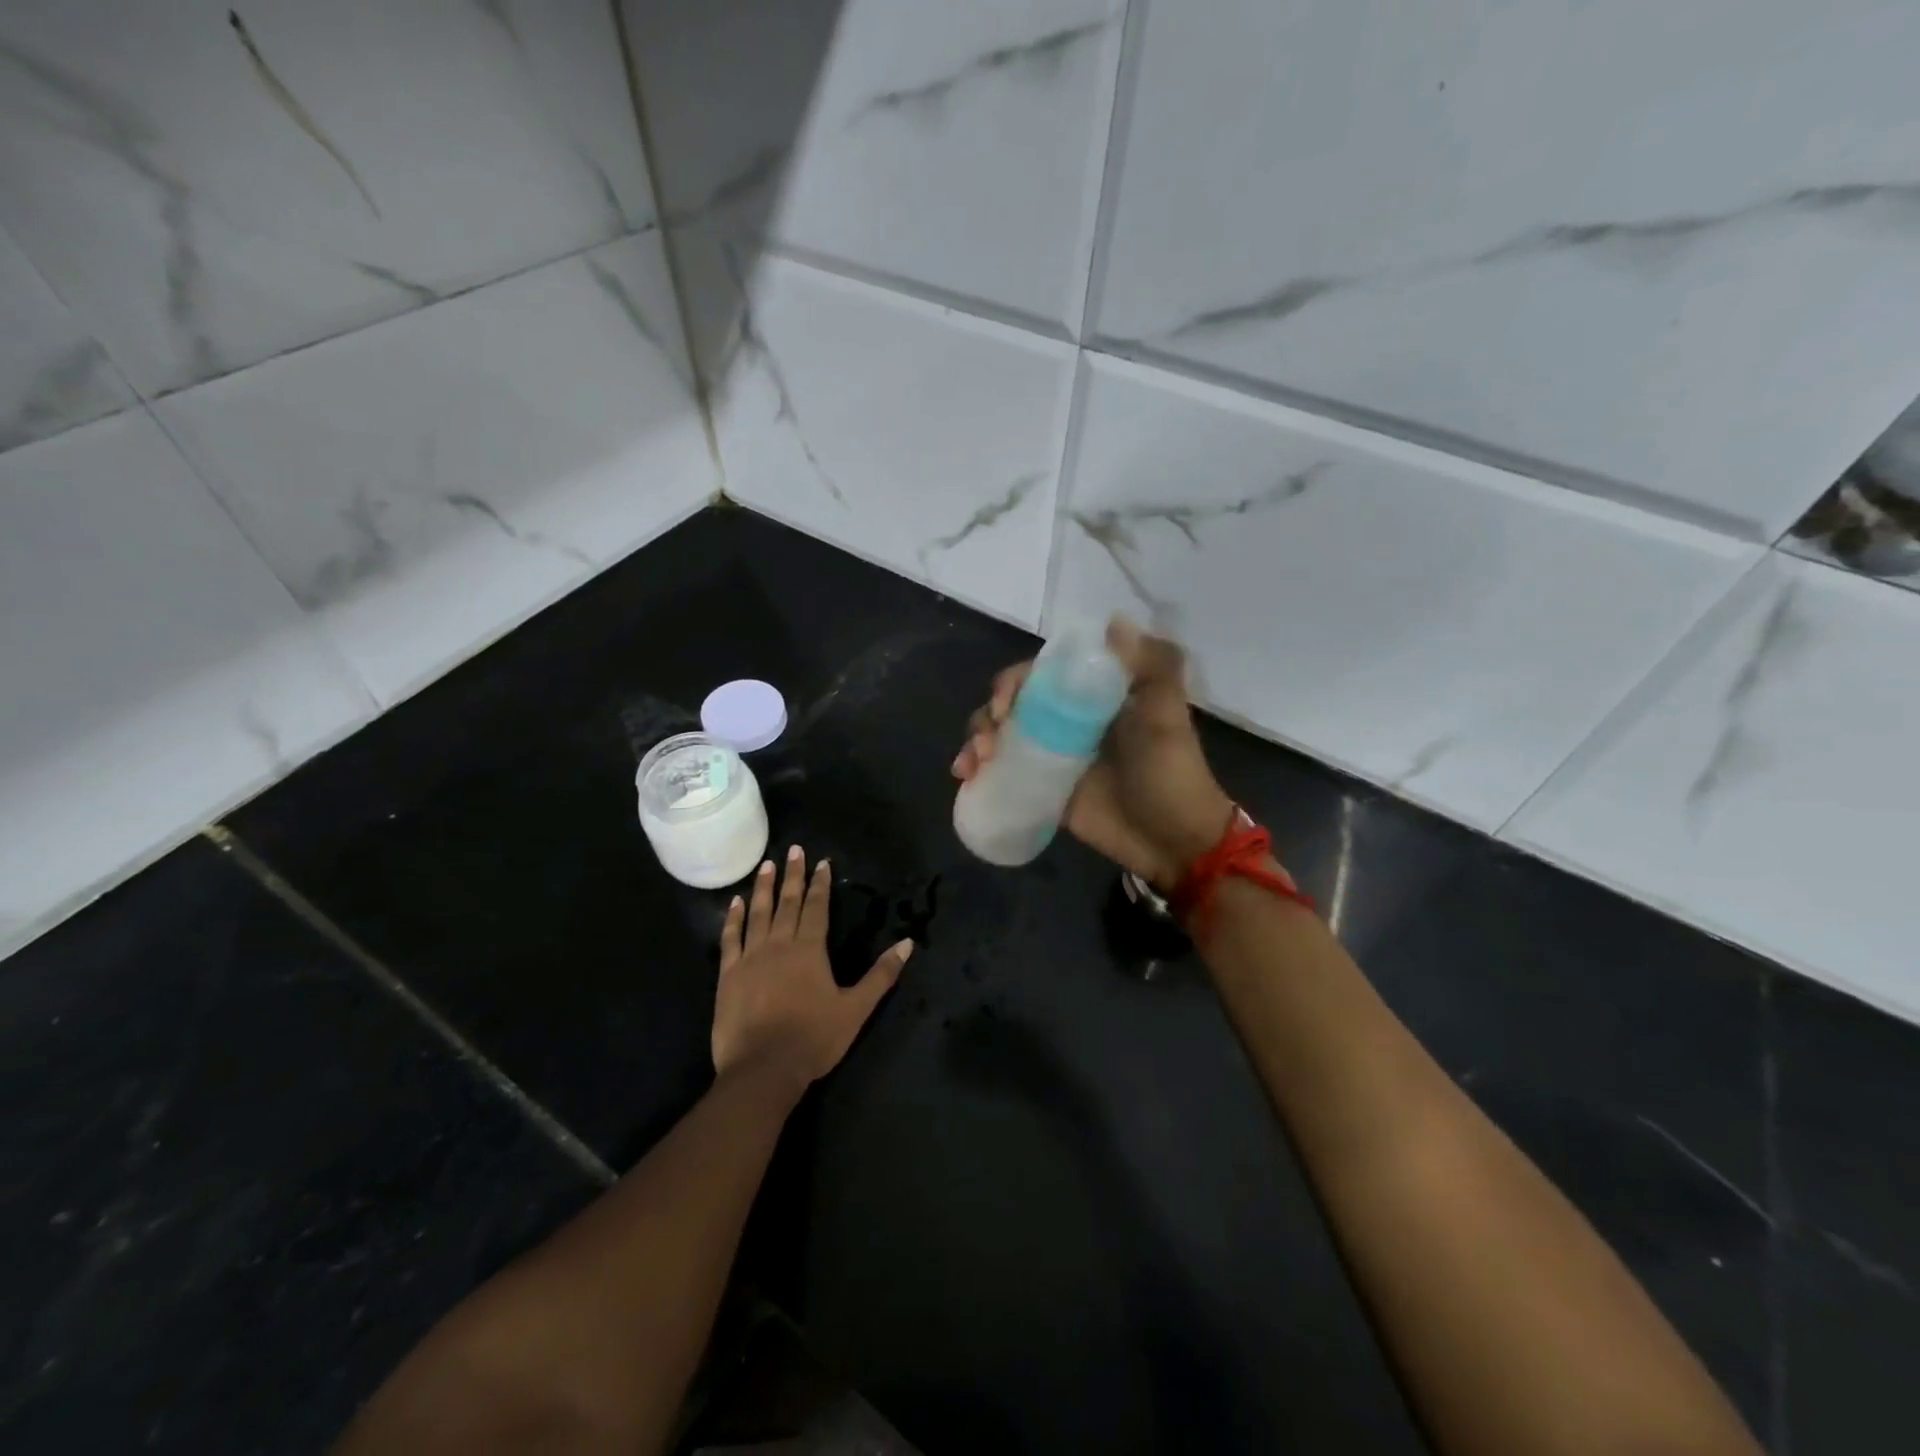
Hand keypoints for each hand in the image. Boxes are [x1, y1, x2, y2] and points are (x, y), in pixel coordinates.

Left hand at [713, 846, 913, 1092]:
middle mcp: (779, 944)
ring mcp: (750, 958)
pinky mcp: (728, 975)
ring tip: (767, 865)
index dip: (820, 884)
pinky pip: (731, 938)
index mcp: (810, 950)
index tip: (821, 862)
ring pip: (758, 913)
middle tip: (793, 850)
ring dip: (764, 888)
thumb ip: (881, 975)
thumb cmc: (813, 1039)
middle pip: (787, 903)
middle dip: (793, 875)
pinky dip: (733, 918)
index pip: (817, 908)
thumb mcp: (856, 1009)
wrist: (762, 1069)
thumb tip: (908, 943)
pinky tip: (735, 903)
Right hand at [953, 618, 1233, 891]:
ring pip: (1000, 737)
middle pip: (1010, 705)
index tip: (1005, 704)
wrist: (1173, 840)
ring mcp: (1051, 758)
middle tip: (988, 741)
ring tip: (972, 764)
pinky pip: (1002, 774)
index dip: (1013, 683)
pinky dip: (979, 771)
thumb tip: (1113, 621)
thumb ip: (1150, 666)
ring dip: (977, 740)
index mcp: (1089, 698)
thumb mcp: (1166, 715)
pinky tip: (967, 777)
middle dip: (987, 715)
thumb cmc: (1170, 773)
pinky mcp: (1042, 791)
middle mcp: (1065, 722)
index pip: (1039, 676)